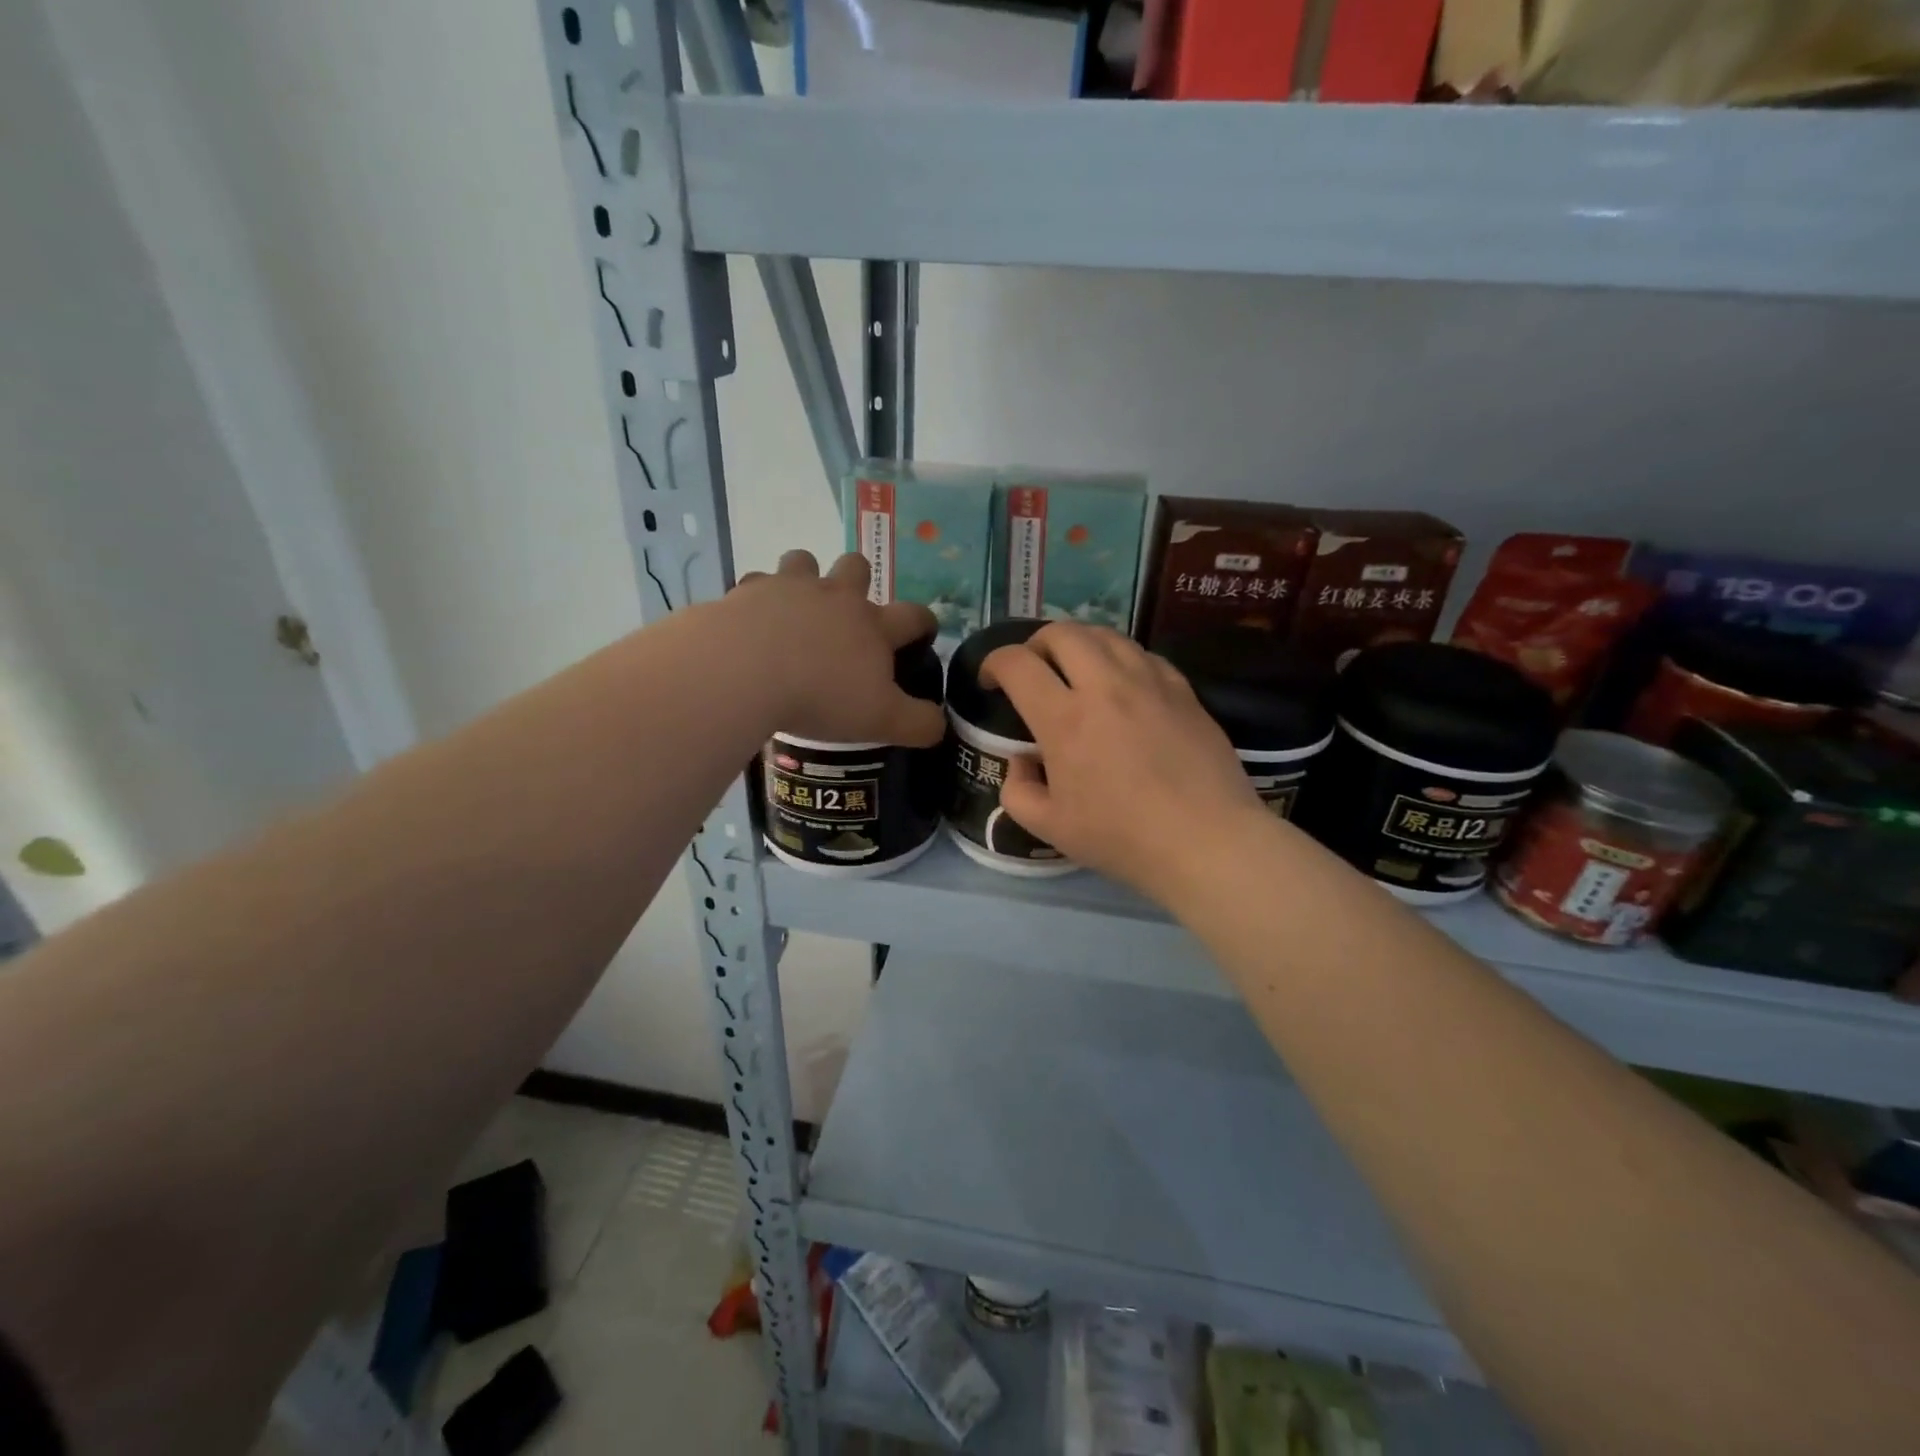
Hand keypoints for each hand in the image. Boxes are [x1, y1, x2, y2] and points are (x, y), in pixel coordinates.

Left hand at [728, 550, 945, 747]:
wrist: (744, 672)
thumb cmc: (821, 696)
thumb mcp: (881, 721)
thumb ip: (918, 724)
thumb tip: (940, 726)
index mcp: (873, 625)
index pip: (913, 615)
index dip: (924, 623)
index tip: (923, 634)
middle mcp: (835, 596)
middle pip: (857, 566)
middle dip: (858, 580)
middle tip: (847, 612)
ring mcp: (788, 588)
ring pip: (803, 560)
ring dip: (805, 576)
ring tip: (796, 607)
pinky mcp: (745, 593)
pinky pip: (753, 584)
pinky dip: (755, 600)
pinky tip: (750, 622)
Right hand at [983, 623, 1266, 906]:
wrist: (1207, 842)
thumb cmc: (1123, 838)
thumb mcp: (1050, 828)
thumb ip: (1018, 790)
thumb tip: (1023, 761)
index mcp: (1065, 719)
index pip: (1017, 664)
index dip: (994, 663)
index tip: (991, 681)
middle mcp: (1105, 686)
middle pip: (1063, 633)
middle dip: (1036, 643)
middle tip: (1033, 670)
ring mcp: (1150, 683)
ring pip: (1106, 635)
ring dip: (1079, 644)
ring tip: (1076, 670)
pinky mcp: (1183, 690)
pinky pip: (1144, 654)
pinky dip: (1120, 658)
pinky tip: (1123, 684)